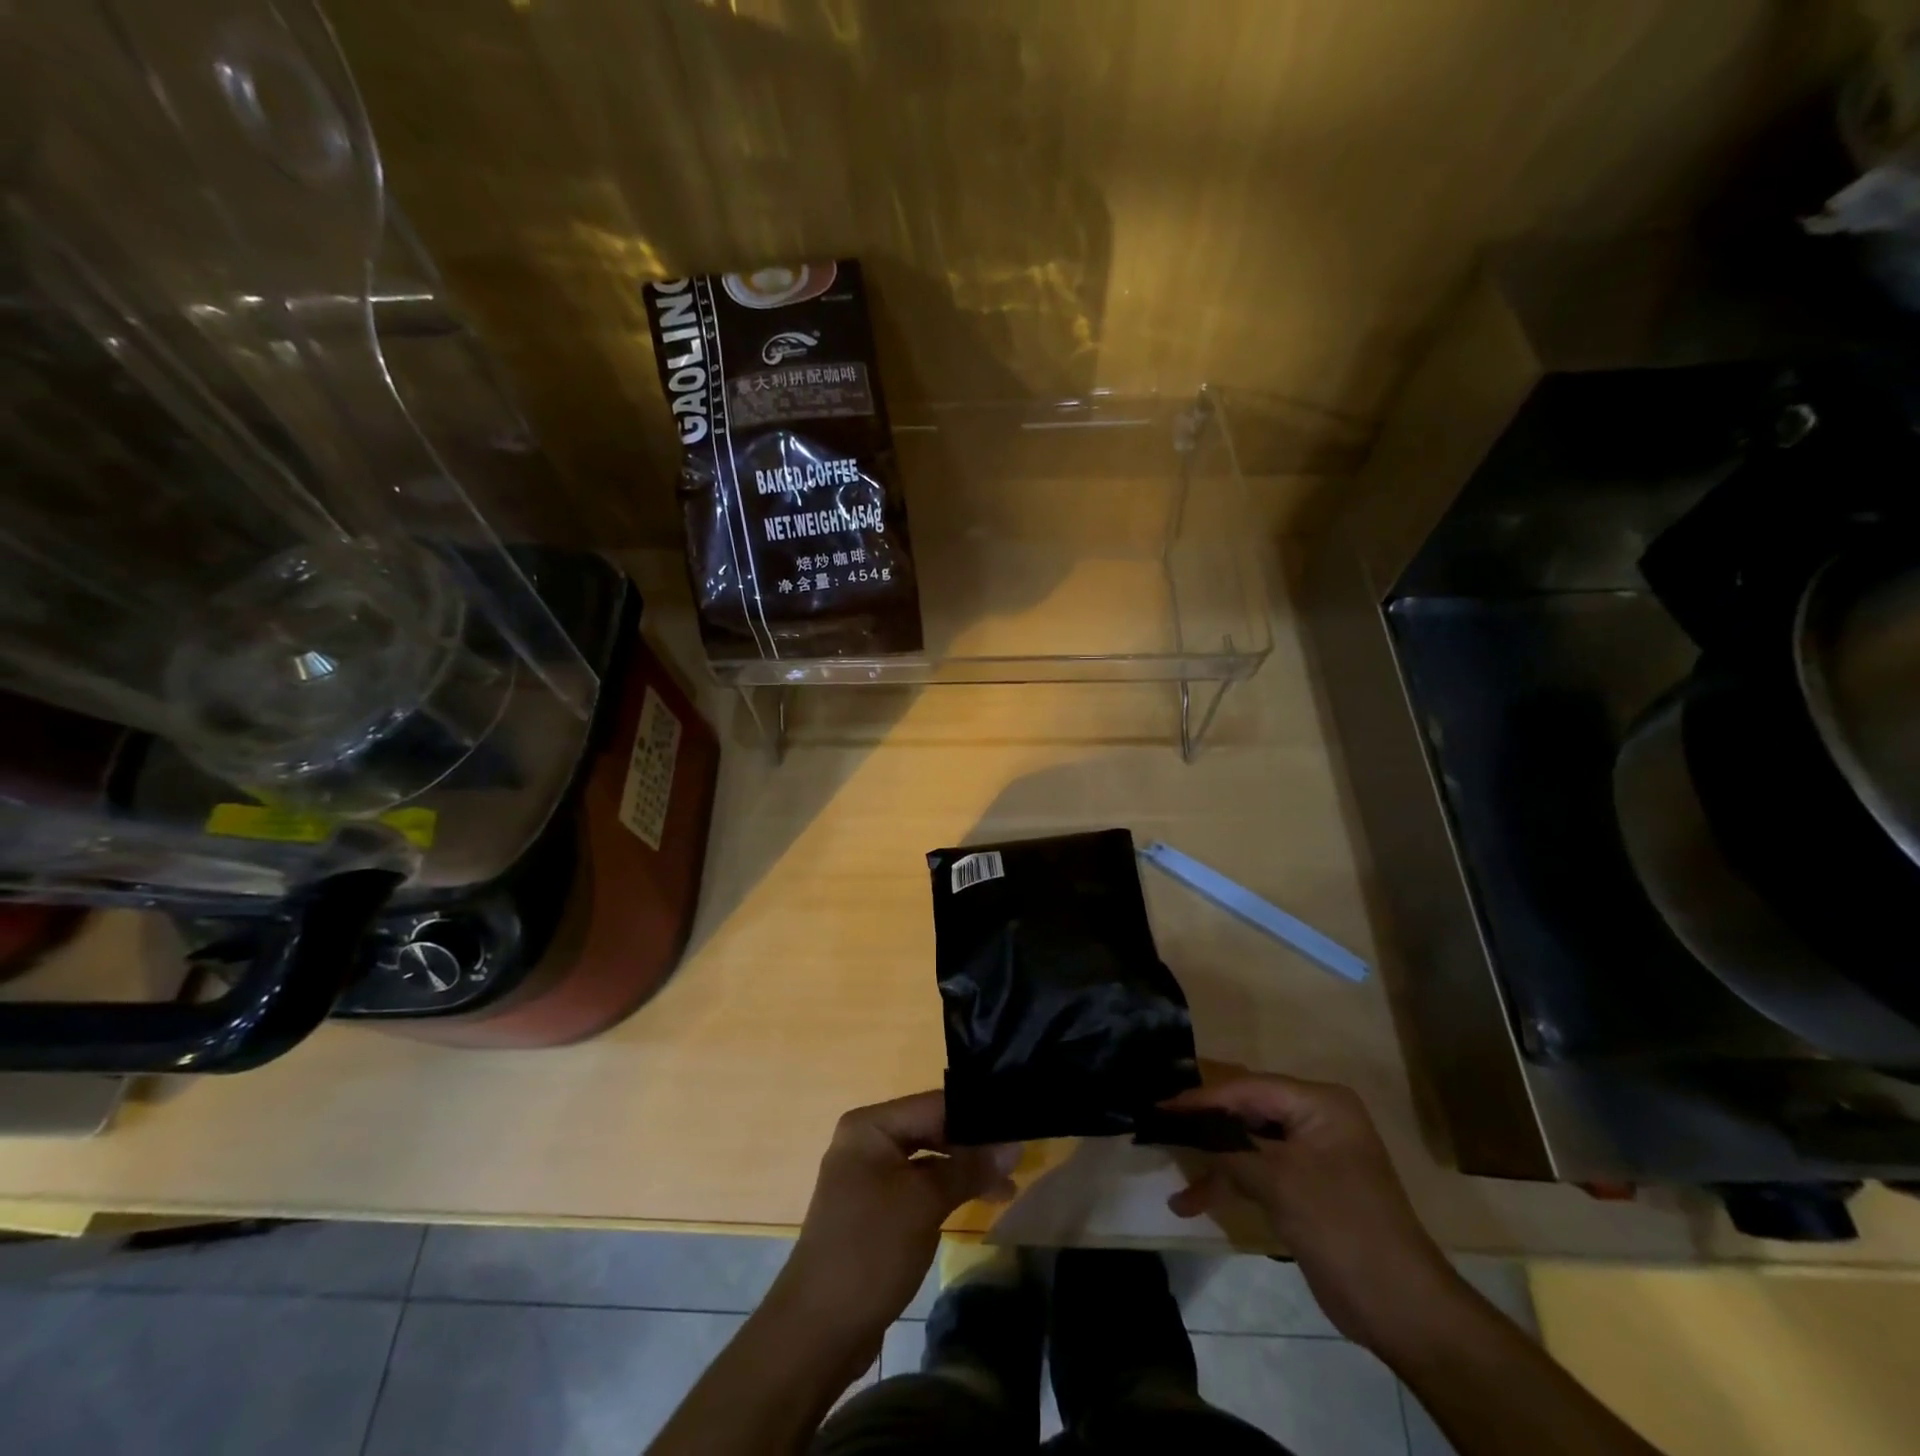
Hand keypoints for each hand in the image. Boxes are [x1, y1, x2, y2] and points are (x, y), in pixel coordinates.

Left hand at [775, 1091, 1017, 1346]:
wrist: (818, 1331)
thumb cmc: (871, 1250)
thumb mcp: (925, 1203)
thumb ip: (969, 1168)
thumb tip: (1015, 1146)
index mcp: (870, 1125)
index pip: (935, 1105)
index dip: (978, 1115)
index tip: (1019, 1125)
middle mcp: (866, 1141)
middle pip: (931, 1129)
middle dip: (973, 1144)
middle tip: (1020, 1156)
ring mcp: (868, 1175)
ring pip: (927, 1160)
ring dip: (964, 1169)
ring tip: (1009, 1184)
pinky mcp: (874, 1208)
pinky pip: (918, 1185)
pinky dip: (947, 1190)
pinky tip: (979, 1199)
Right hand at [1160, 1073, 1465, 1352]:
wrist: (1401, 1308)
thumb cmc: (1342, 1226)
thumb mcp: (1279, 1181)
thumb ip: (1229, 1149)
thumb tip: (1183, 1127)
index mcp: (1319, 1103)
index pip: (1249, 1088)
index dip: (1203, 1098)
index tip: (1161, 1105)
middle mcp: (1315, 1119)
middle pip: (1246, 1112)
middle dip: (1206, 1126)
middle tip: (1161, 1127)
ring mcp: (1310, 1154)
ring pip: (1248, 1144)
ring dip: (1214, 1163)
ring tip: (1176, 1179)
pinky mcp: (1303, 1187)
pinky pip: (1258, 1171)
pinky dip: (1230, 1183)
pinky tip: (1194, 1202)